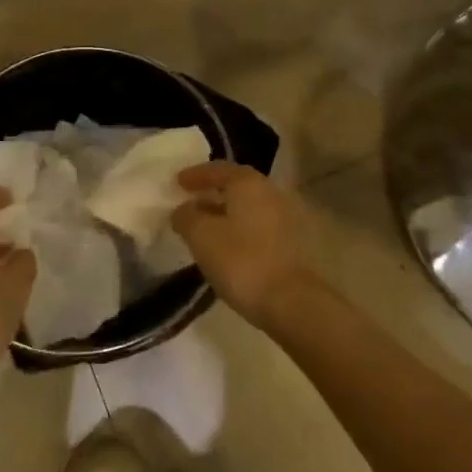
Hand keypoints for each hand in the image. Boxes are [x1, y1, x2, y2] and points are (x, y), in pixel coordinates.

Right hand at [171, 164, 317, 331]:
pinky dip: (241, 229)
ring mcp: (287, 218)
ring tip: (206, 227)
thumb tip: (183, 209)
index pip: (219, 169)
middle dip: (213, 193)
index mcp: (249, 183)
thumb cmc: (242, 261)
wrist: (292, 302)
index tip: (177, 182)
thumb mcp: (202, 237)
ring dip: (227, 213)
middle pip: (237, 186)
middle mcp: (271, 192)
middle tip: (191, 202)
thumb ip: (187, 217)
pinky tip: (228, 247)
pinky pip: (259, 226)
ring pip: (249, 208)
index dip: (196, 175)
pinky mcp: (293, 243)